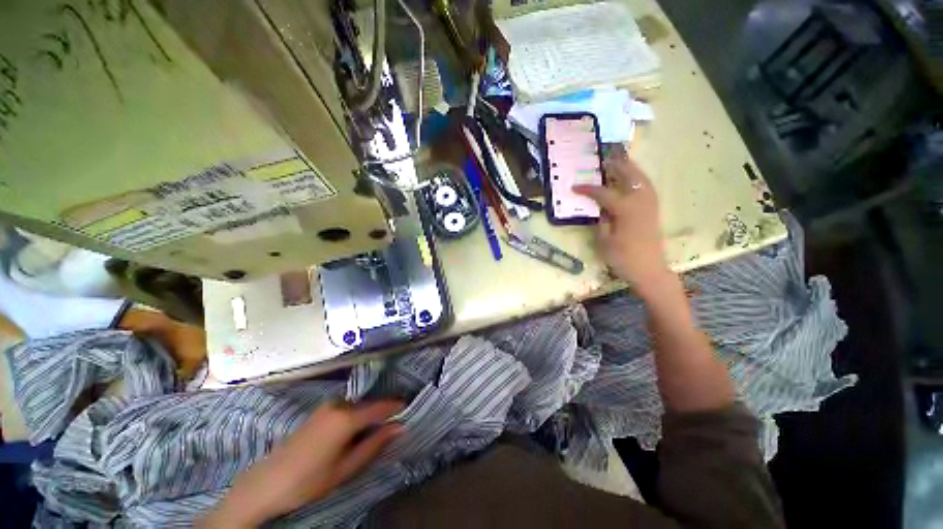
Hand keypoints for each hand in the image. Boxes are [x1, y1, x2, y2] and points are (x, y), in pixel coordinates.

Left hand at [201, 401, 403, 527]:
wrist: (266, 482)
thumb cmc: (309, 479)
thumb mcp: (346, 468)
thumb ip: (375, 444)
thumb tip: (400, 427)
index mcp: (347, 417)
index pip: (381, 407)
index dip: (397, 407)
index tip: (411, 410)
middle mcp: (339, 404)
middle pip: (370, 404)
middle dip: (384, 412)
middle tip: (396, 424)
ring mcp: (328, 405)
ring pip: (359, 405)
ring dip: (370, 414)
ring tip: (378, 429)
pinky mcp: (320, 410)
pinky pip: (347, 407)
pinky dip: (358, 414)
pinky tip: (357, 429)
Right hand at [574, 152, 671, 296]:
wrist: (650, 270)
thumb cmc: (624, 258)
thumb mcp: (605, 240)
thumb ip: (600, 220)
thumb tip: (597, 207)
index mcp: (626, 209)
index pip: (603, 193)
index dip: (588, 189)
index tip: (574, 186)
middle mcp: (640, 201)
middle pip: (629, 175)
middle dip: (615, 166)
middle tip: (602, 160)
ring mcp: (650, 203)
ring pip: (641, 178)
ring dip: (629, 168)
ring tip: (617, 163)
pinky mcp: (654, 208)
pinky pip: (646, 186)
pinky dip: (638, 178)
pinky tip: (630, 180)